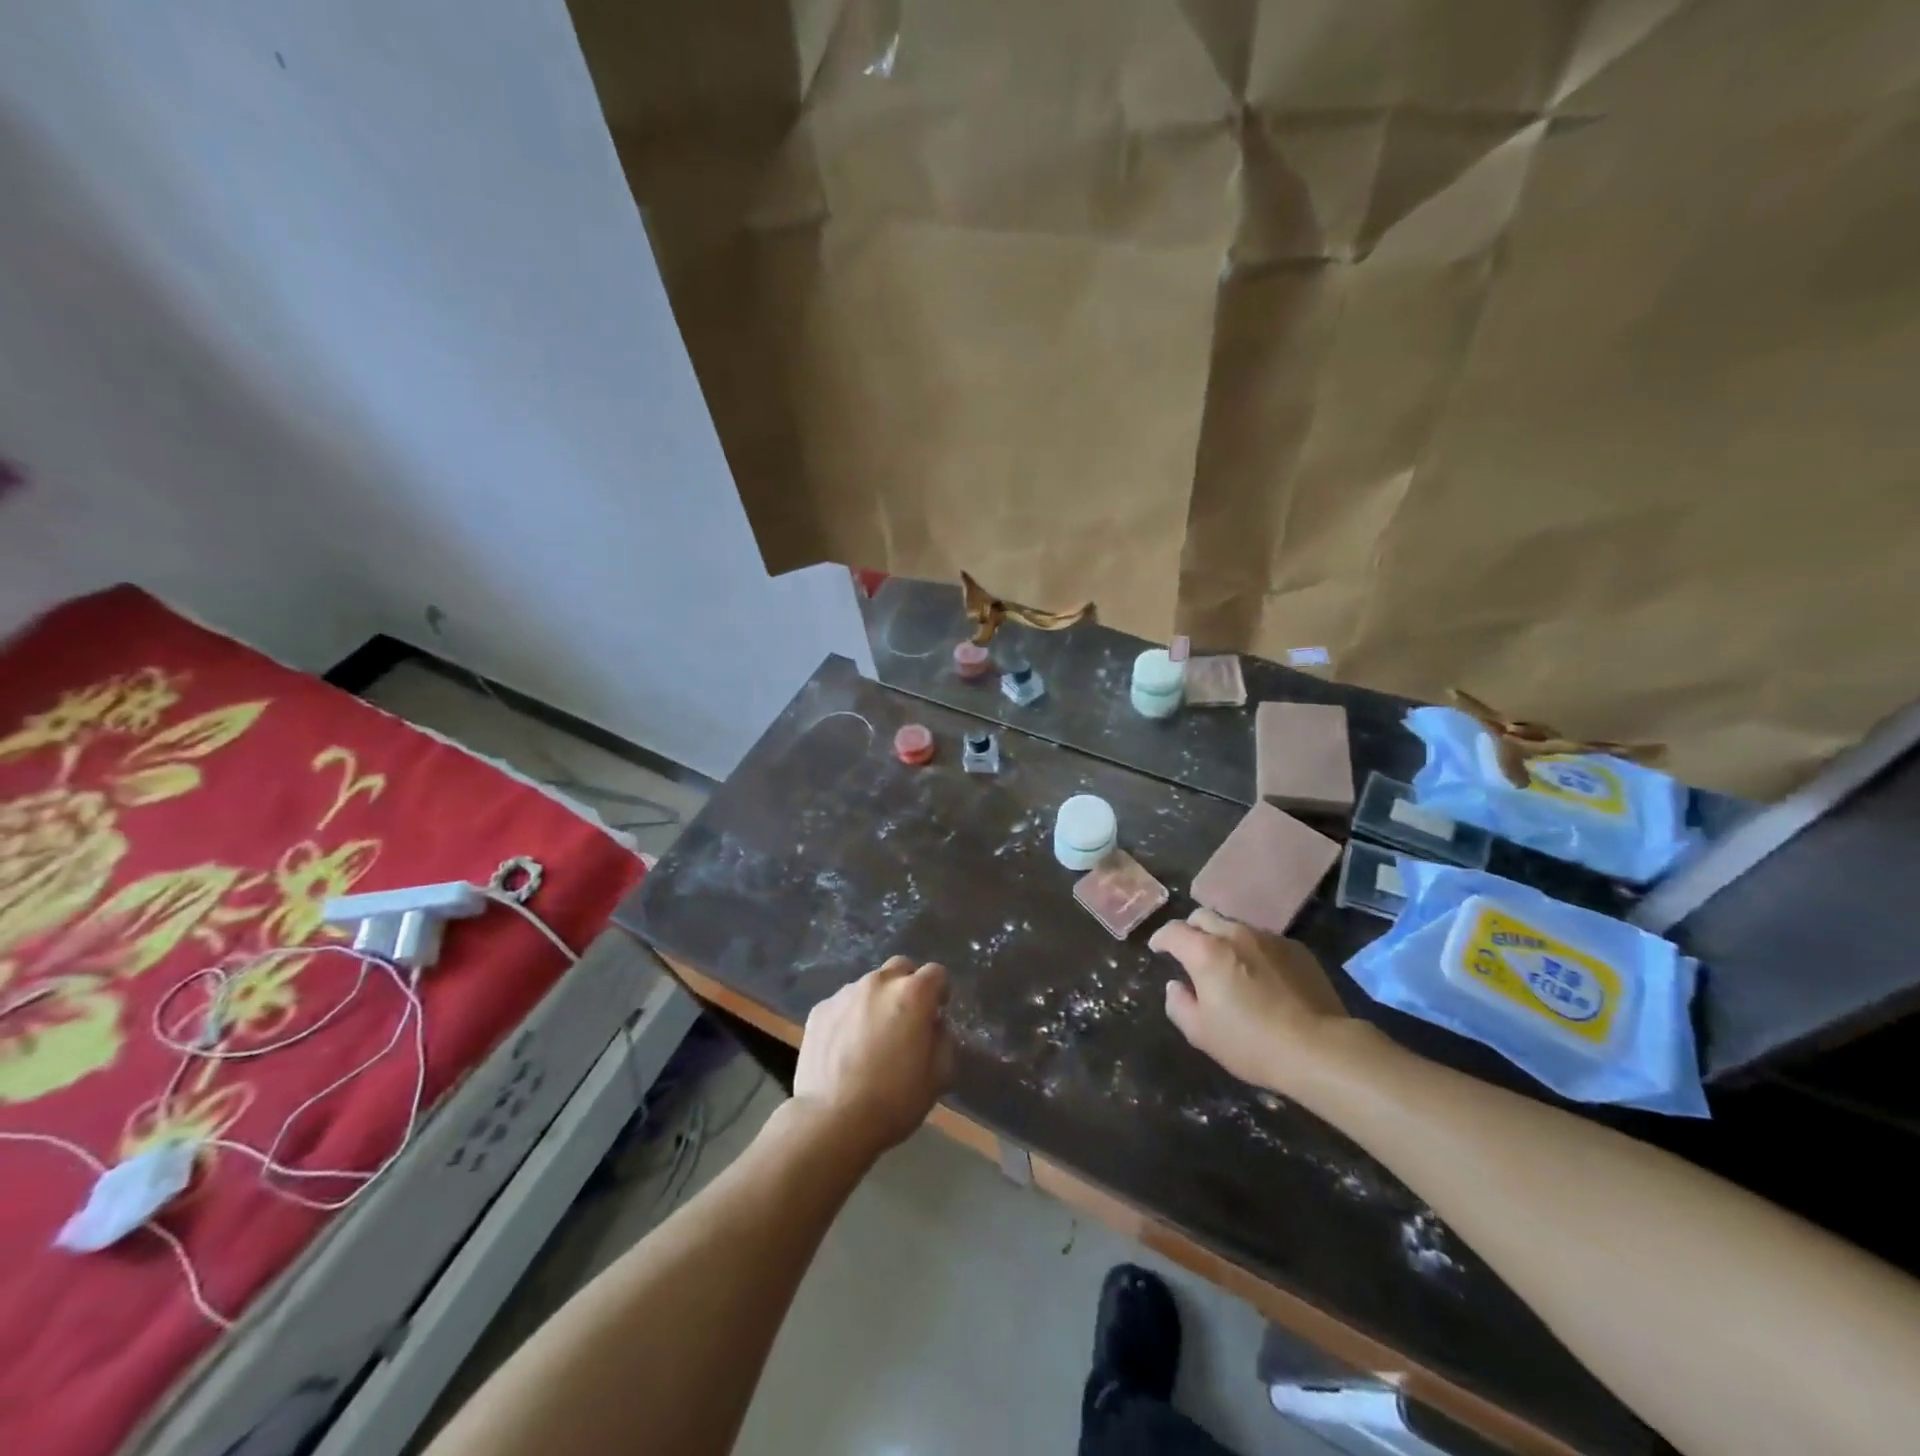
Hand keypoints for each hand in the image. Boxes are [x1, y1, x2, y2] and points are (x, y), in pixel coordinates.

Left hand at [793, 957, 954, 1158]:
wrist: (832, 1120)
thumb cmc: (894, 1100)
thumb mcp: (939, 1076)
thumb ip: (943, 1039)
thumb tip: (934, 1025)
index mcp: (913, 994)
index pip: (936, 973)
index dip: (940, 992)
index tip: (936, 1014)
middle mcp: (879, 983)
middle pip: (900, 968)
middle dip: (908, 986)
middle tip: (906, 1019)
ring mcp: (845, 993)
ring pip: (869, 986)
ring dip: (877, 1002)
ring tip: (871, 1037)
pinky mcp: (819, 1010)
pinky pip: (843, 1004)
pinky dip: (850, 1017)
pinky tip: (846, 1048)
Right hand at [1150, 908, 1350, 1090]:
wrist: (1320, 1049)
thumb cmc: (1252, 1043)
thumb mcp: (1201, 1033)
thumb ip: (1179, 1004)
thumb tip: (1176, 985)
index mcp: (1206, 952)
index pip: (1173, 931)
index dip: (1161, 939)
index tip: (1158, 949)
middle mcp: (1235, 934)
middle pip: (1203, 916)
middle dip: (1191, 930)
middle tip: (1190, 953)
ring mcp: (1269, 938)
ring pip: (1235, 926)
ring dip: (1223, 939)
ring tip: (1228, 965)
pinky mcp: (1296, 949)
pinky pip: (1264, 940)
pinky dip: (1252, 950)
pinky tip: (1261, 976)